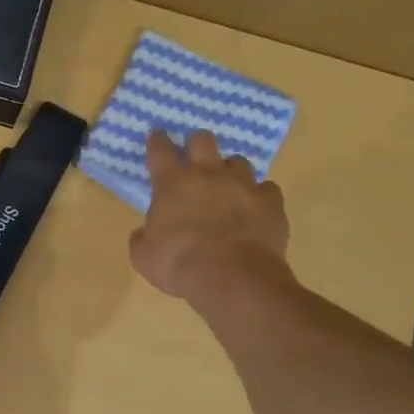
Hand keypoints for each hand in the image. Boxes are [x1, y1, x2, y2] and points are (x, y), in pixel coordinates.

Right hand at [129, 128, 290, 303]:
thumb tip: (144, 233)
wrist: (233, 278)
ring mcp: (243, 185)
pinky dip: (259, 196)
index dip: (157, 140)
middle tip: (194, 158)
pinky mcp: (271, 202)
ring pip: (238, 161)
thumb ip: (142, 239)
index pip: (160, 150)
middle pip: (203, 140)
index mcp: (173, 183)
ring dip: (230, 171)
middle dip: (197, 144)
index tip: (157, 135)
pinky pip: (266, 189)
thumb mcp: (144, 257)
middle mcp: (208, 174)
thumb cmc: (179, 265)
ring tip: (228, 187)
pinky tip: (256, 208)